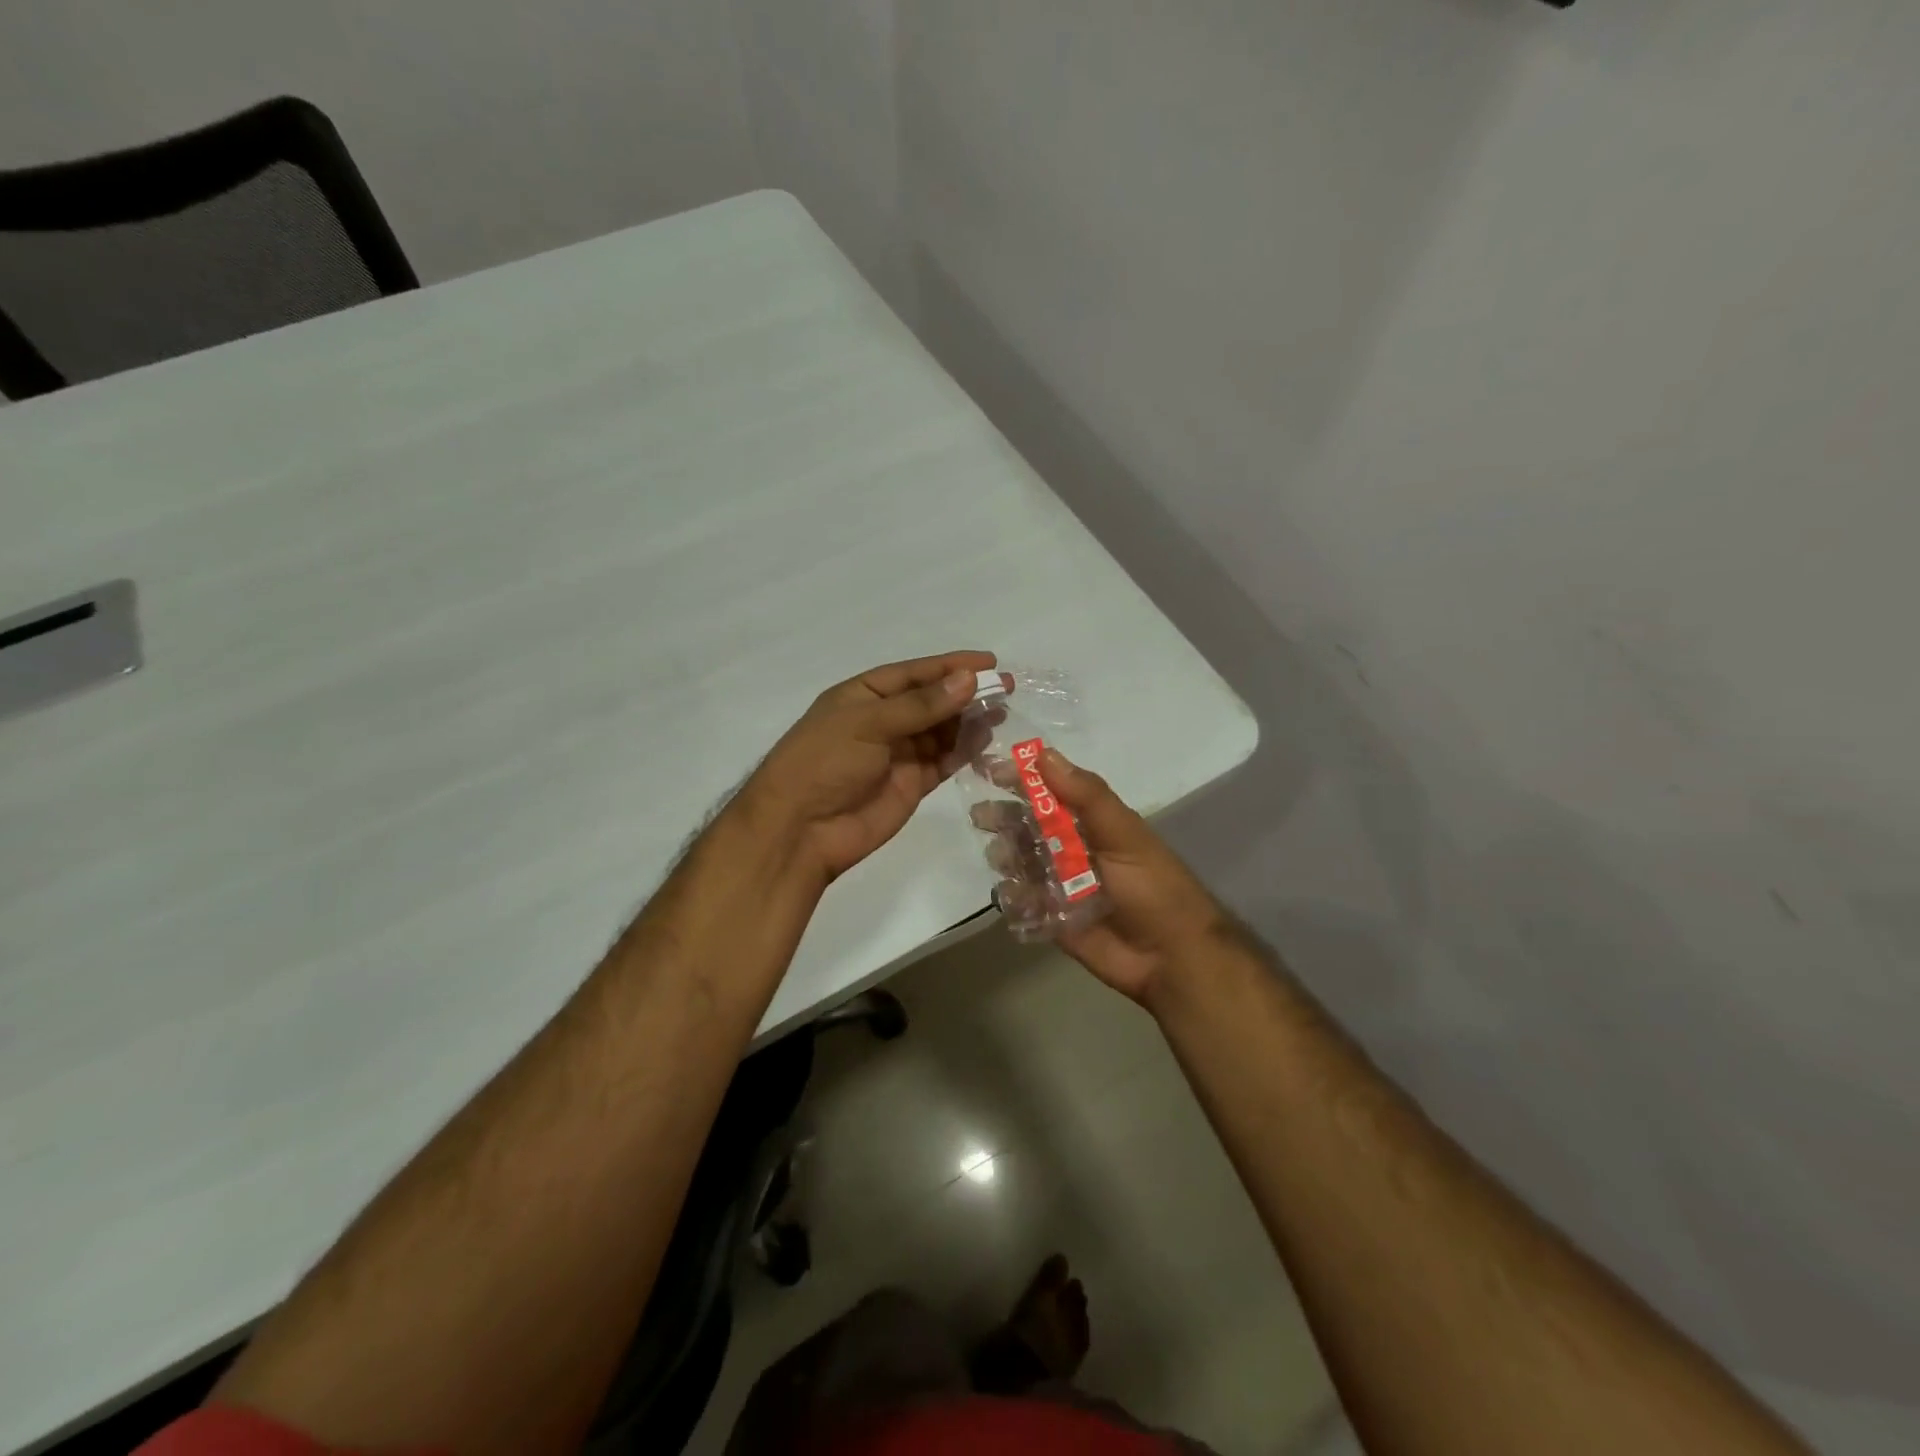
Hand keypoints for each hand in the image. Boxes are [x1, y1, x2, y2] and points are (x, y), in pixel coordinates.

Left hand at [738, 651, 997, 885]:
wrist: (800, 830)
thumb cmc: (824, 763)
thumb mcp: (868, 724)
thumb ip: (920, 705)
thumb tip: (968, 680)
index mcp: (862, 696)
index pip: (913, 674)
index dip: (950, 665)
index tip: (989, 661)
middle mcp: (882, 721)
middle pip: (931, 700)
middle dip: (966, 692)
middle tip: (1006, 686)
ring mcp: (898, 754)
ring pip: (941, 730)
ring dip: (969, 720)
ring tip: (1001, 711)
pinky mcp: (911, 784)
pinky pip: (943, 760)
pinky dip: (964, 750)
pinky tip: (986, 739)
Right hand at [1006, 749, 1225, 1005]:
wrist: (1171, 957)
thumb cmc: (1153, 887)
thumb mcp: (1124, 833)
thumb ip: (1086, 795)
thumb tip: (1043, 754)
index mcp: (1091, 823)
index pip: (1049, 792)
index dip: (1021, 779)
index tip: (991, 770)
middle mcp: (1072, 849)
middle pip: (1026, 826)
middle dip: (1003, 819)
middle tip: (982, 817)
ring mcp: (1060, 885)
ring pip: (1019, 862)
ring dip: (1005, 856)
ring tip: (1003, 859)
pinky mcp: (1051, 918)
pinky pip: (1021, 903)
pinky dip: (1012, 898)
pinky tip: (1016, 895)